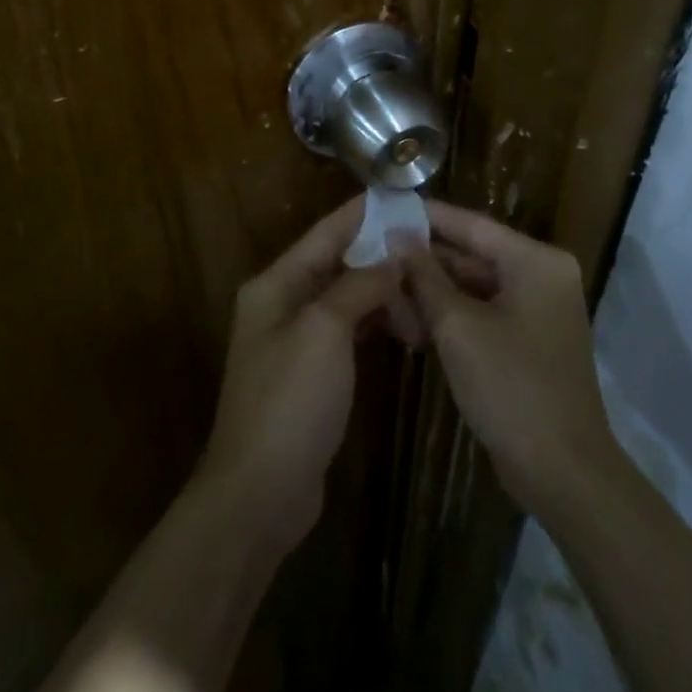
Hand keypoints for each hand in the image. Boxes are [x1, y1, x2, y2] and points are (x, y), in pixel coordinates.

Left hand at [196, 199, 400, 551]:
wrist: (259, 494)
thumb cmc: (289, 402)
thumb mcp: (325, 331)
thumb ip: (359, 285)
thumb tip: (393, 256)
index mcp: (276, 284)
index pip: (327, 232)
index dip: (364, 213)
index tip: (406, 198)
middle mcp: (283, 303)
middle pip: (339, 263)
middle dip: (383, 256)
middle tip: (433, 254)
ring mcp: (297, 340)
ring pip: (348, 298)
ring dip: (384, 292)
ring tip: (428, 297)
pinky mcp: (313, 373)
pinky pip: (350, 330)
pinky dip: (377, 322)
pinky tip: (407, 327)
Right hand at [404, 202, 620, 516]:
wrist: (563, 474)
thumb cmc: (511, 388)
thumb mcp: (458, 326)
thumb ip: (426, 277)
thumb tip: (397, 235)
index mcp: (536, 262)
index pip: (472, 225)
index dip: (427, 216)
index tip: (385, 208)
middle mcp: (543, 276)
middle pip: (473, 255)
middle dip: (426, 261)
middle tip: (376, 255)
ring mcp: (539, 310)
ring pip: (476, 286)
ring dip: (434, 292)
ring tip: (386, 291)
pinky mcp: (530, 340)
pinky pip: (485, 312)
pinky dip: (453, 316)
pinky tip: (413, 324)